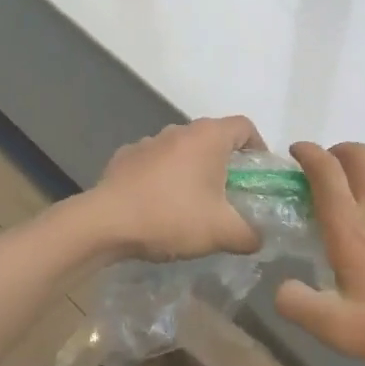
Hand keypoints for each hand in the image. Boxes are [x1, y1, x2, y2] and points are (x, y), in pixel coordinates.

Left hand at [85, 116, 264, 262]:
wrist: (106, 222)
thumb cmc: (172, 217)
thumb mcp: (222, 232)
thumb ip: (250, 235)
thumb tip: (258, 238)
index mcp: (208, 137)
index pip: (245, 127)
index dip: (259, 148)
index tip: (258, 177)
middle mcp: (180, 130)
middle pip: (214, 138)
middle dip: (226, 164)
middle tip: (230, 196)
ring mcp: (149, 141)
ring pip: (183, 150)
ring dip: (193, 170)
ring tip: (193, 204)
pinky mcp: (125, 157)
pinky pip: (156, 162)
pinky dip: (164, 177)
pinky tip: (159, 205)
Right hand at [275, 142, 364, 365]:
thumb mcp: (339, 329)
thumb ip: (300, 306)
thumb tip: (282, 287)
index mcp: (350, 226)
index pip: (326, 170)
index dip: (308, 153)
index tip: (295, 153)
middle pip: (357, 154)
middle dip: (334, 151)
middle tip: (320, 170)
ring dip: (360, 162)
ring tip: (347, 186)